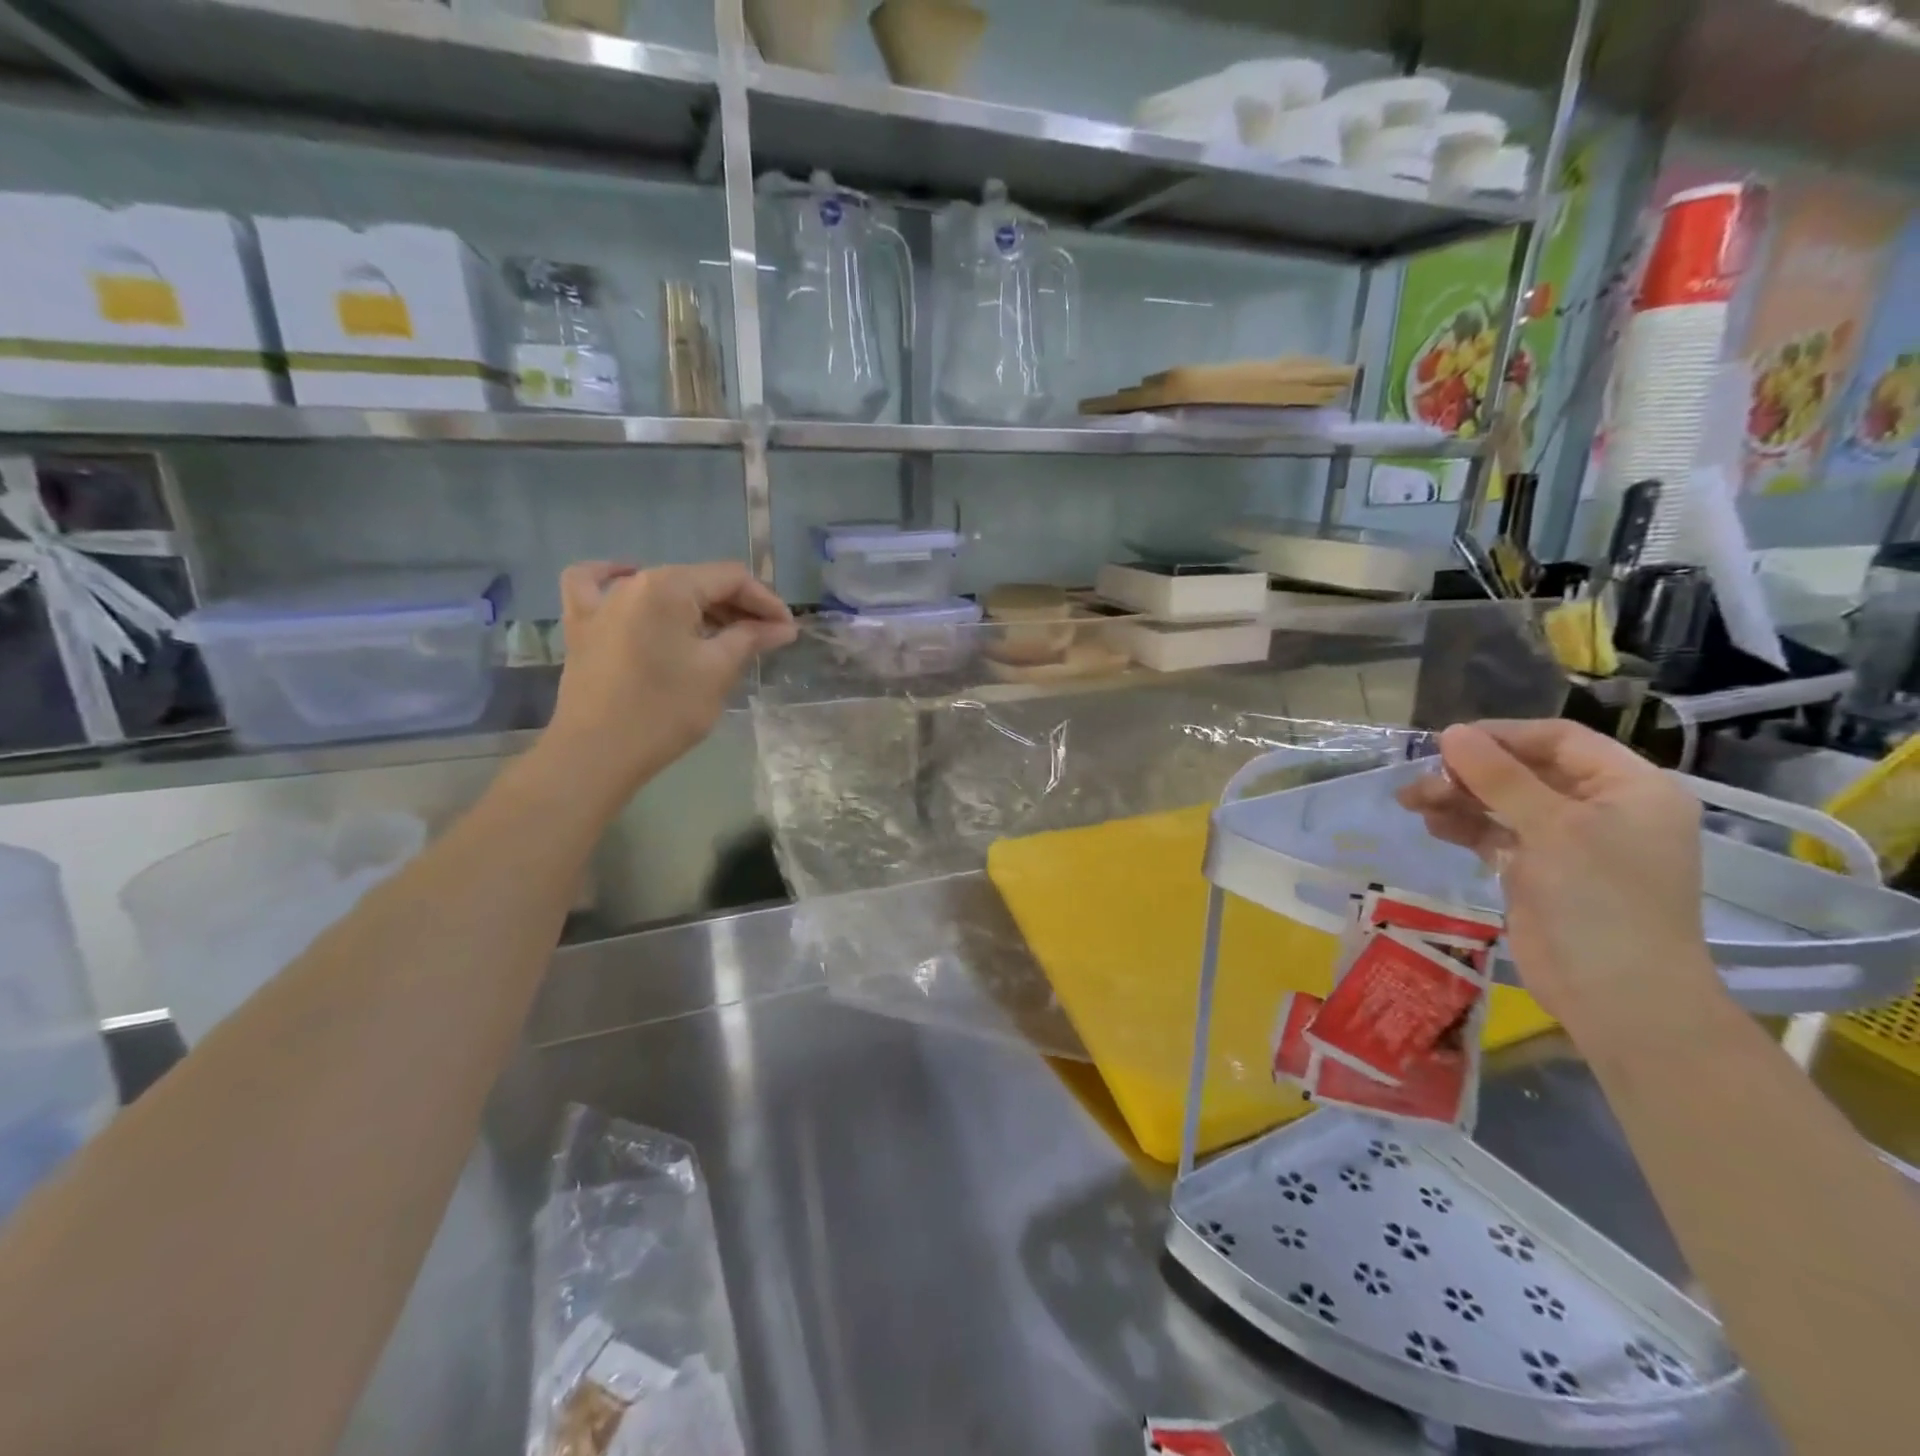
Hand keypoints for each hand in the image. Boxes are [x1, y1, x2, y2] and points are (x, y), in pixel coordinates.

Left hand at [541, 561, 795, 803]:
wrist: (597, 753)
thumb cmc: (665, 711)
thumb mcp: (718, 671)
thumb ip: (750, 639)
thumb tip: (782, 627)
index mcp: (670, 587)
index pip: (731, 579)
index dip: (766, 601)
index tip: (787, 630)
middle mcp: (633, 582)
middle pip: (697, 581)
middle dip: (736, 606)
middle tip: (764, 638)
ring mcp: (601, 602)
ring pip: (660, 586)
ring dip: (696, 605)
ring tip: (720, 632)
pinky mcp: (581, 626)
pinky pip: (594, 585)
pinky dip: (614, 578)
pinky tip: (629, 583)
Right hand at [1395, 720, 1719, 1025]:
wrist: (1617, 995)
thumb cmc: (1601, 900)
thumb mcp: (1552, 828)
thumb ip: (1499, 777)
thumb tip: (1451, 733)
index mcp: (1630, 788)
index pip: (1560, 740)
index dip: (1502, 736)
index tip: (1447, 741)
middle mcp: (1602, 809)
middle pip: (1526, 770)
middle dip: (1471, 772)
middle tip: (1422, 779)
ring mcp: (1569, 842)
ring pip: (1503, 803)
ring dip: (1458, 798)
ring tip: (1413, 802)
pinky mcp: (1538, 871)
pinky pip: (1496, 834)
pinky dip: (1464, 826)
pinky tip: (1432, 825)